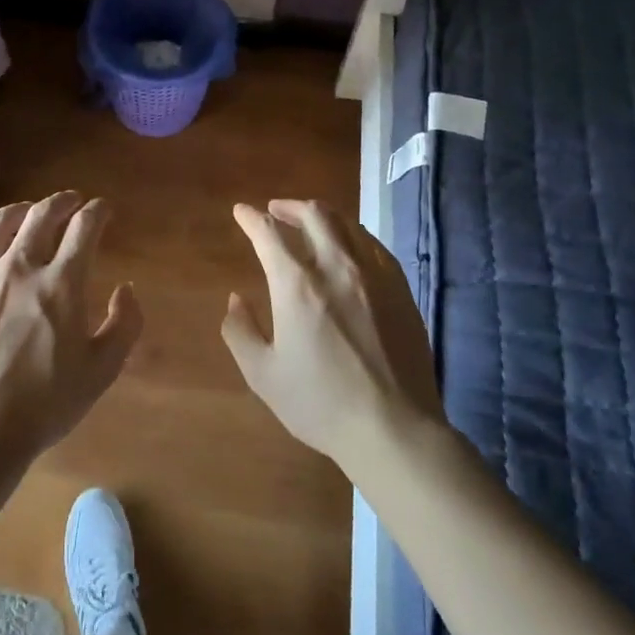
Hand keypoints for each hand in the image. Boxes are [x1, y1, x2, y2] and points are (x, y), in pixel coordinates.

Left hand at [0, 192, 142, 467]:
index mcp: (61, 283)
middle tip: (71, 202)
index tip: (103, 210)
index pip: (84, 227)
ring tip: (29, 211)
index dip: (97, 212)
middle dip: (62, 202)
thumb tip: (126, 288)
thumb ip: (124, 324)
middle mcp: (19, 267)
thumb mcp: (102, 370)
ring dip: (20, 209)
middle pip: (42, 214)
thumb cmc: (45, 405)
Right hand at [223, 199, 442, 466]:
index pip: (268, 232)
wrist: (393, 428)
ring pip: (346, 223)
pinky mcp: (399, 288)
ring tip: (309, 224)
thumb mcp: (263, 374)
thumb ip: (240, 331)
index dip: (250, 217)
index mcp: (297, 284)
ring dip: (321, 216)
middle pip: (313, 214)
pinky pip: (372, 245)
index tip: (240, 212)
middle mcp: (336, 266)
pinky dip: (352, 235)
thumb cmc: (320, 403)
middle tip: (274, 211)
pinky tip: (347, 248)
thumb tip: (235, 299)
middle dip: (288, 206)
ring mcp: (373, 274)